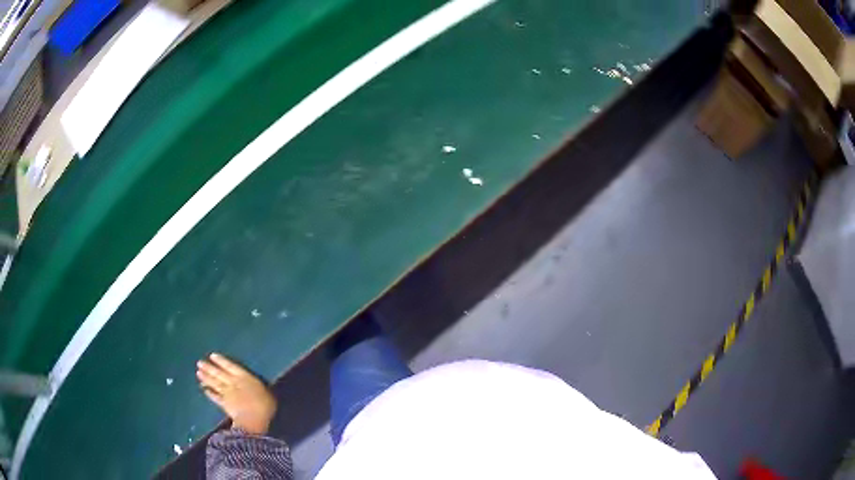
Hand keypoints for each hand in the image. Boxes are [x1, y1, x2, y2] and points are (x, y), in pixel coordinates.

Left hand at [197, 353, 276, 434]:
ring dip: (206, 378)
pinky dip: (209, 393)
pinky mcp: (224, 405)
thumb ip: (258, 387)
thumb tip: (256, 385)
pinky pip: (215, 398)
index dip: (221, 361)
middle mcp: (233, 383)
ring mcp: (227, 394)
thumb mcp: (266, 392)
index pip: (230, 366)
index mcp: (244, 377)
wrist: (253, 419)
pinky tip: (204, 390)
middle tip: (199, 363)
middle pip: (219, 374)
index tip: (212, 356)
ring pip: (214, 384)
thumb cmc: (264, 404)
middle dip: (209, 368)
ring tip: (198, 373)